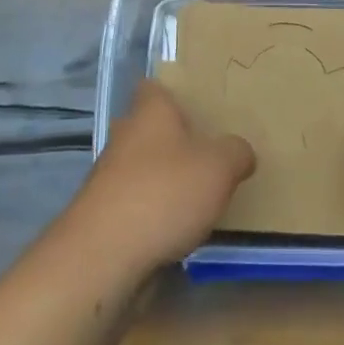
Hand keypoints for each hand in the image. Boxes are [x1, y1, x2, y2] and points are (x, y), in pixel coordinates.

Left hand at [74, 80, 256, 273]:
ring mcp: (108, 178)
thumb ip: (236, 152)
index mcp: (150, 113)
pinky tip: (176, 229)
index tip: (196, 105)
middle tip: (206, 152)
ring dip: (162, 179)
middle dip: (171, 139)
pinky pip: (134, 203)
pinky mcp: (103, 216)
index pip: (154, 88)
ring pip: (140, 167)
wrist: (104, 256)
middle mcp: (124, 137)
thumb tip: (240, 151)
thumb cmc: (165, 192)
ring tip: (197, 195)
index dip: (173, 94)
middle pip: (147, 128)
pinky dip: (152, 212)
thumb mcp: (220, 167)